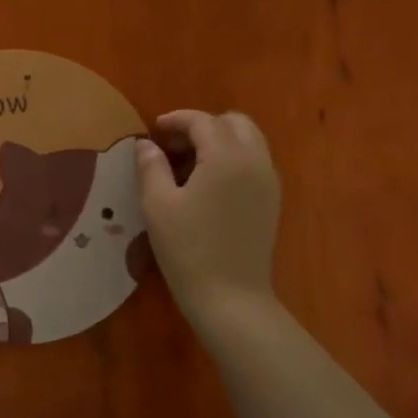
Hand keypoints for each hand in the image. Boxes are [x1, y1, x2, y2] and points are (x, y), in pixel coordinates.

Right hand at [135, 110, 281, 323]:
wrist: (230, 297)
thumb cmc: (188, 248)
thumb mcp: (157, 205)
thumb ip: (151, 166)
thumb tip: (146, 145)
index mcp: (227, 157)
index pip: (202, 121)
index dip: (176, 120)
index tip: (153, 130)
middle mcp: (255, 161)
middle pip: (235, 123)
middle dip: (203, 126)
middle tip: (174, 147)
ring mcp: (268, 182)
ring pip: (249, 141)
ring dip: (219, 142)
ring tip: (188, 165)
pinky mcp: (272, 201)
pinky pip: (254, 163)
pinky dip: (232, 159)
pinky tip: (208, 185)